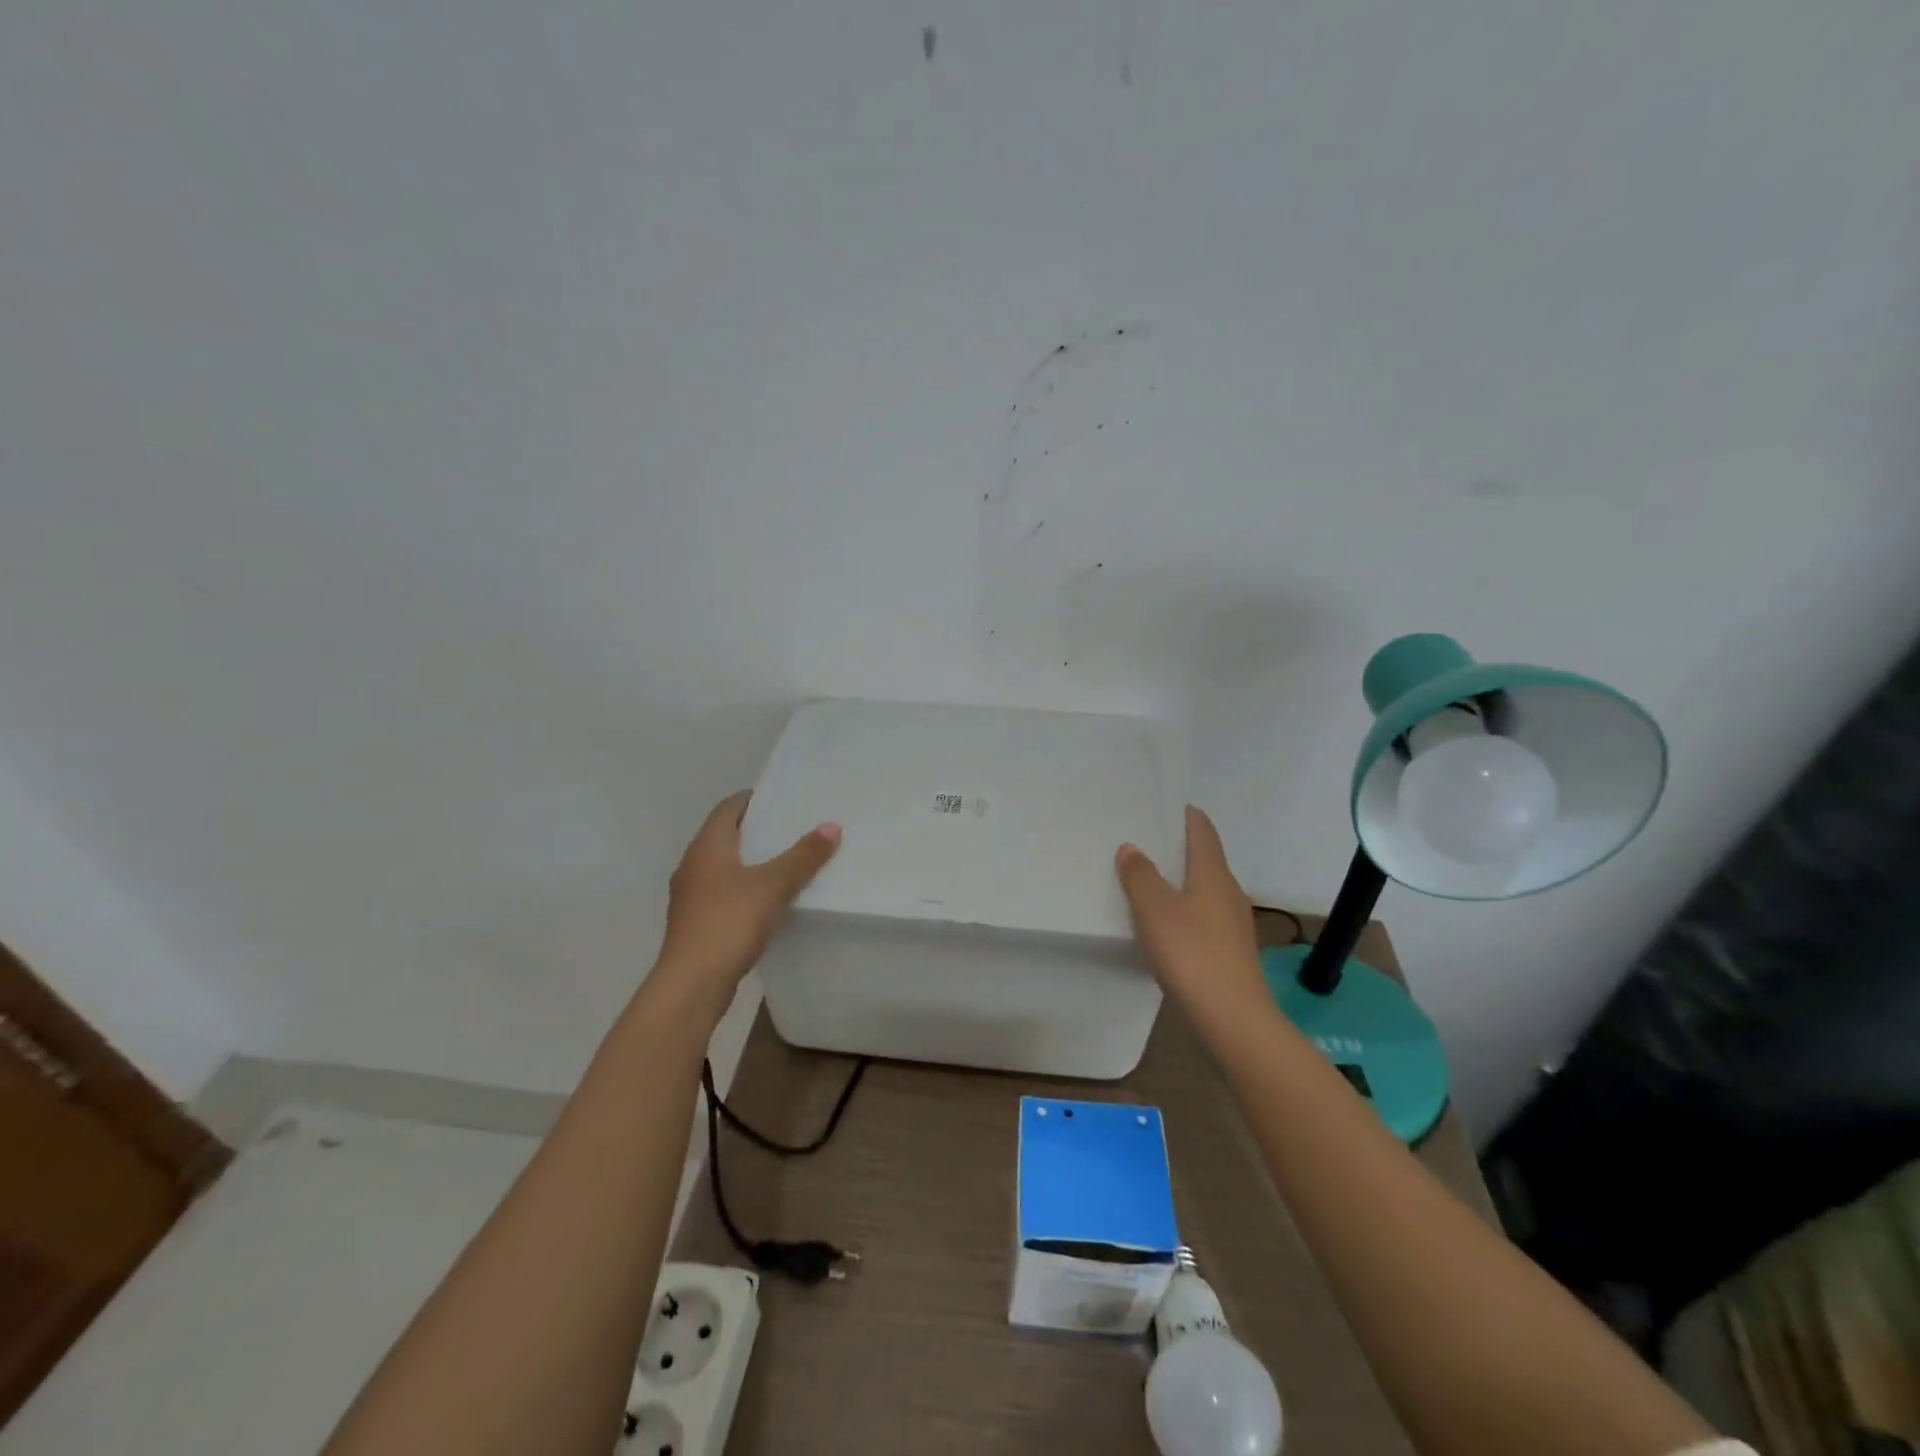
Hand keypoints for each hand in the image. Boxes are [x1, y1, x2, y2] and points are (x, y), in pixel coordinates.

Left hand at [658, 791, 840, 994]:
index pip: (729, 808)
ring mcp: (692, 895)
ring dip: (753, 862)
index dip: (754, 799)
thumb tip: (831, 826)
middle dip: (759, 831)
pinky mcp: (697, 922)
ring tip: (789, 863)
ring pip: (726, 867)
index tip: (784, 799)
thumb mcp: (773, 885)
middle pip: (727, 836)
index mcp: (707, 846)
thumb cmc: (729, 922)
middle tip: (795, 828)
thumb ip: (803, 856)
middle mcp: (693, 864)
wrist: (692, 983)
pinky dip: (747, 889)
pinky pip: (726, 893)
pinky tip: (771, 901)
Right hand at [1116, 806, 1271, 1031]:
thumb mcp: (1154, 909)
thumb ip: (1140, 875)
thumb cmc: (1191, 952)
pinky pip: (1205, 916)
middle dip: (1181, 849)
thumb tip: (1131, 847)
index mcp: (1214, 874)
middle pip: (1207, 860)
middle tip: (1150, 841)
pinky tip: (1168, 923)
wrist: (1231, 1017)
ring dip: (1183, 881)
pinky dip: (1186, 909)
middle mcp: (1229, 892)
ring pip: (1206, 890)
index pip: (1204, 832)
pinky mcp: (1230, 951)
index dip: (1189, 817)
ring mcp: (1233, 924)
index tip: (1173, 806)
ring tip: (1152, 880)